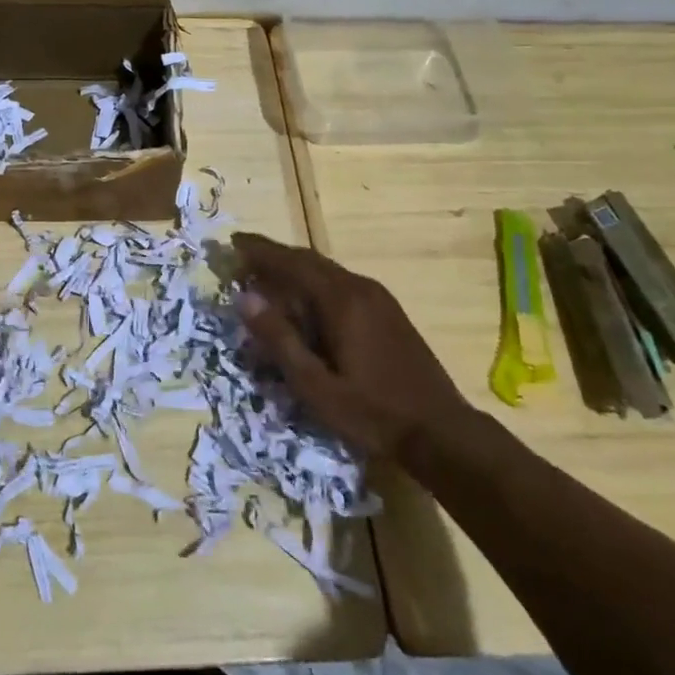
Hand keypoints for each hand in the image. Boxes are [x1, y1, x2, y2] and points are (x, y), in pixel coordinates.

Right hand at [231, 232, 471, 463]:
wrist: (442, 432)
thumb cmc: (373, 413)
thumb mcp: (316, 386)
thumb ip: (279, 340)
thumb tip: (244, 298)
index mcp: (341, 299)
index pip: (291, 262)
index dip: (259, 251)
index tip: (232, 242)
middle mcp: (359, 287)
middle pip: (308, 260)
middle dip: (274, 257)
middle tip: (242, 259)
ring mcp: (378, 298)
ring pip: (326, 271)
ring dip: (294, 270)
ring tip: (266, 279)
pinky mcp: (388, 311)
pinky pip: (341, 284)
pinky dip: (314, 284)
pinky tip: (305, 304)